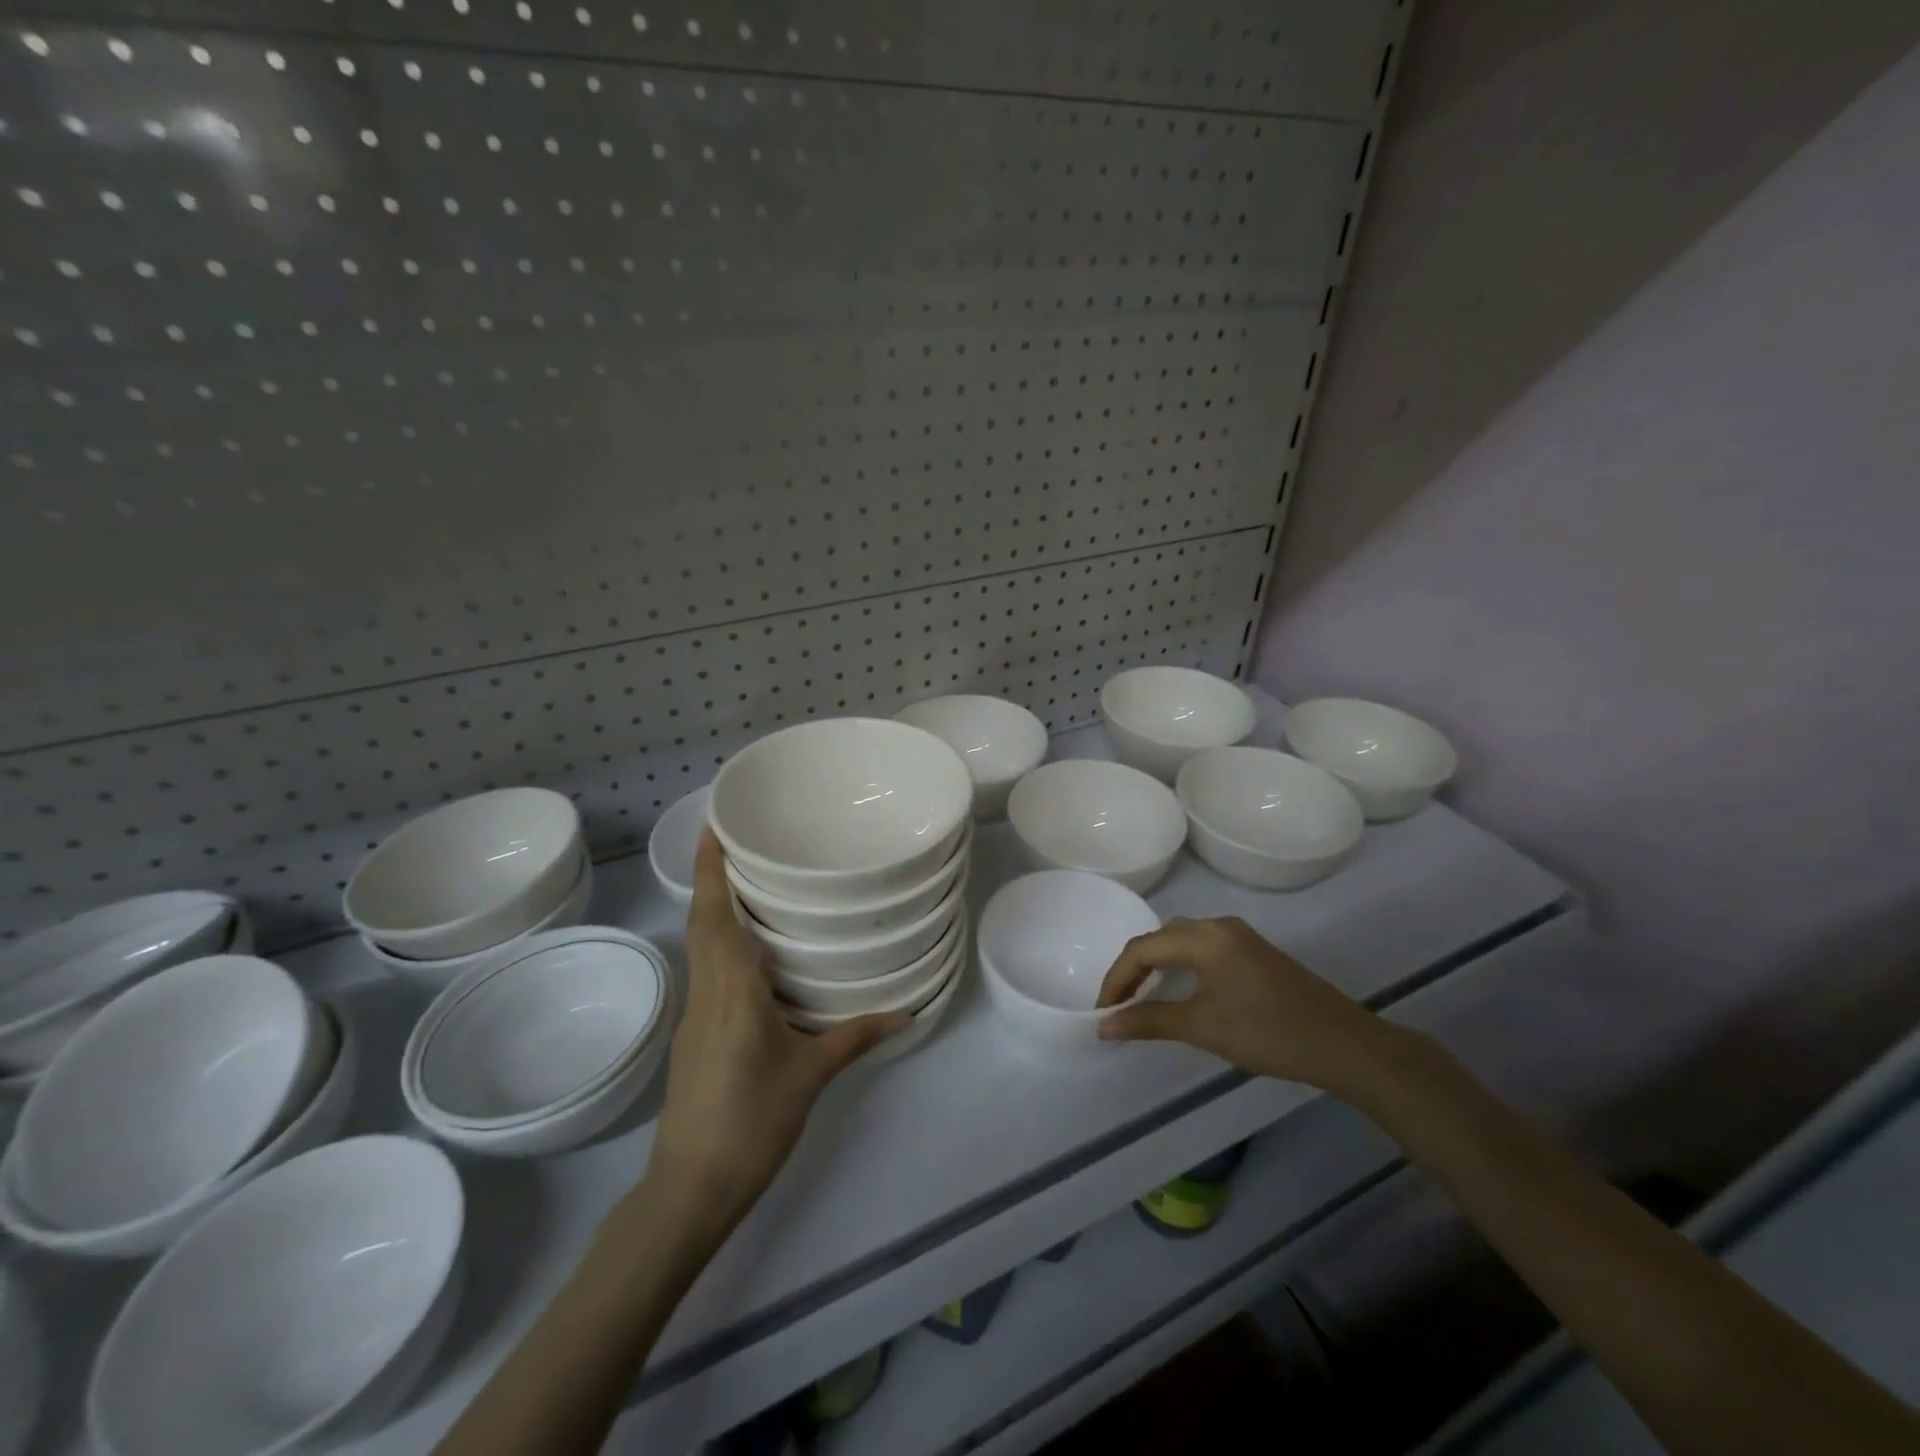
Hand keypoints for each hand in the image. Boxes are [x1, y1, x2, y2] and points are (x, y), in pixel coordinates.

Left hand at [642, 832, 908, 1227]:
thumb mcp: (810, 1075)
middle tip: (736, 842)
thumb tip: (906, 1012)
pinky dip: (719, 944)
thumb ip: (856, 1037)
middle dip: (712, 879)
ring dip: (714, 910)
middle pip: (702, 923)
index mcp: (732, 990)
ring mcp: (695, 1015)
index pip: (715, 917)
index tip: (711, 829)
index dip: (710, 871)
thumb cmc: (751, 1122)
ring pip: (701, 947)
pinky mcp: (694, 1037)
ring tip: (747, 884)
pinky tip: (747, 953)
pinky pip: (707, 973)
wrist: (689, 1189)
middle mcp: (707, 992)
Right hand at [1095, 916, 1400, 1096]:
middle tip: (1119, 1004)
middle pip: (1161, 938)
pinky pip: (1204, 950)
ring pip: (1183, 941)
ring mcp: (1241, 938)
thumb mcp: (1202, 1027)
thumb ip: (1148, 1021)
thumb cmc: (1267, 1032)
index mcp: (1204, 936)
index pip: (1142, 948)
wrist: (1344, 1045)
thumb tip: (1104, 1025)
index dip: (1116, 979)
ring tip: (1142, 999)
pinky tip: (1182, 992)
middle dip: (1134, 969)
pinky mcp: (1256, 954)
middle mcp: (1219, 926)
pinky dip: (1181, 967)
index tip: (1103, 1013)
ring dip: (1158, 966)